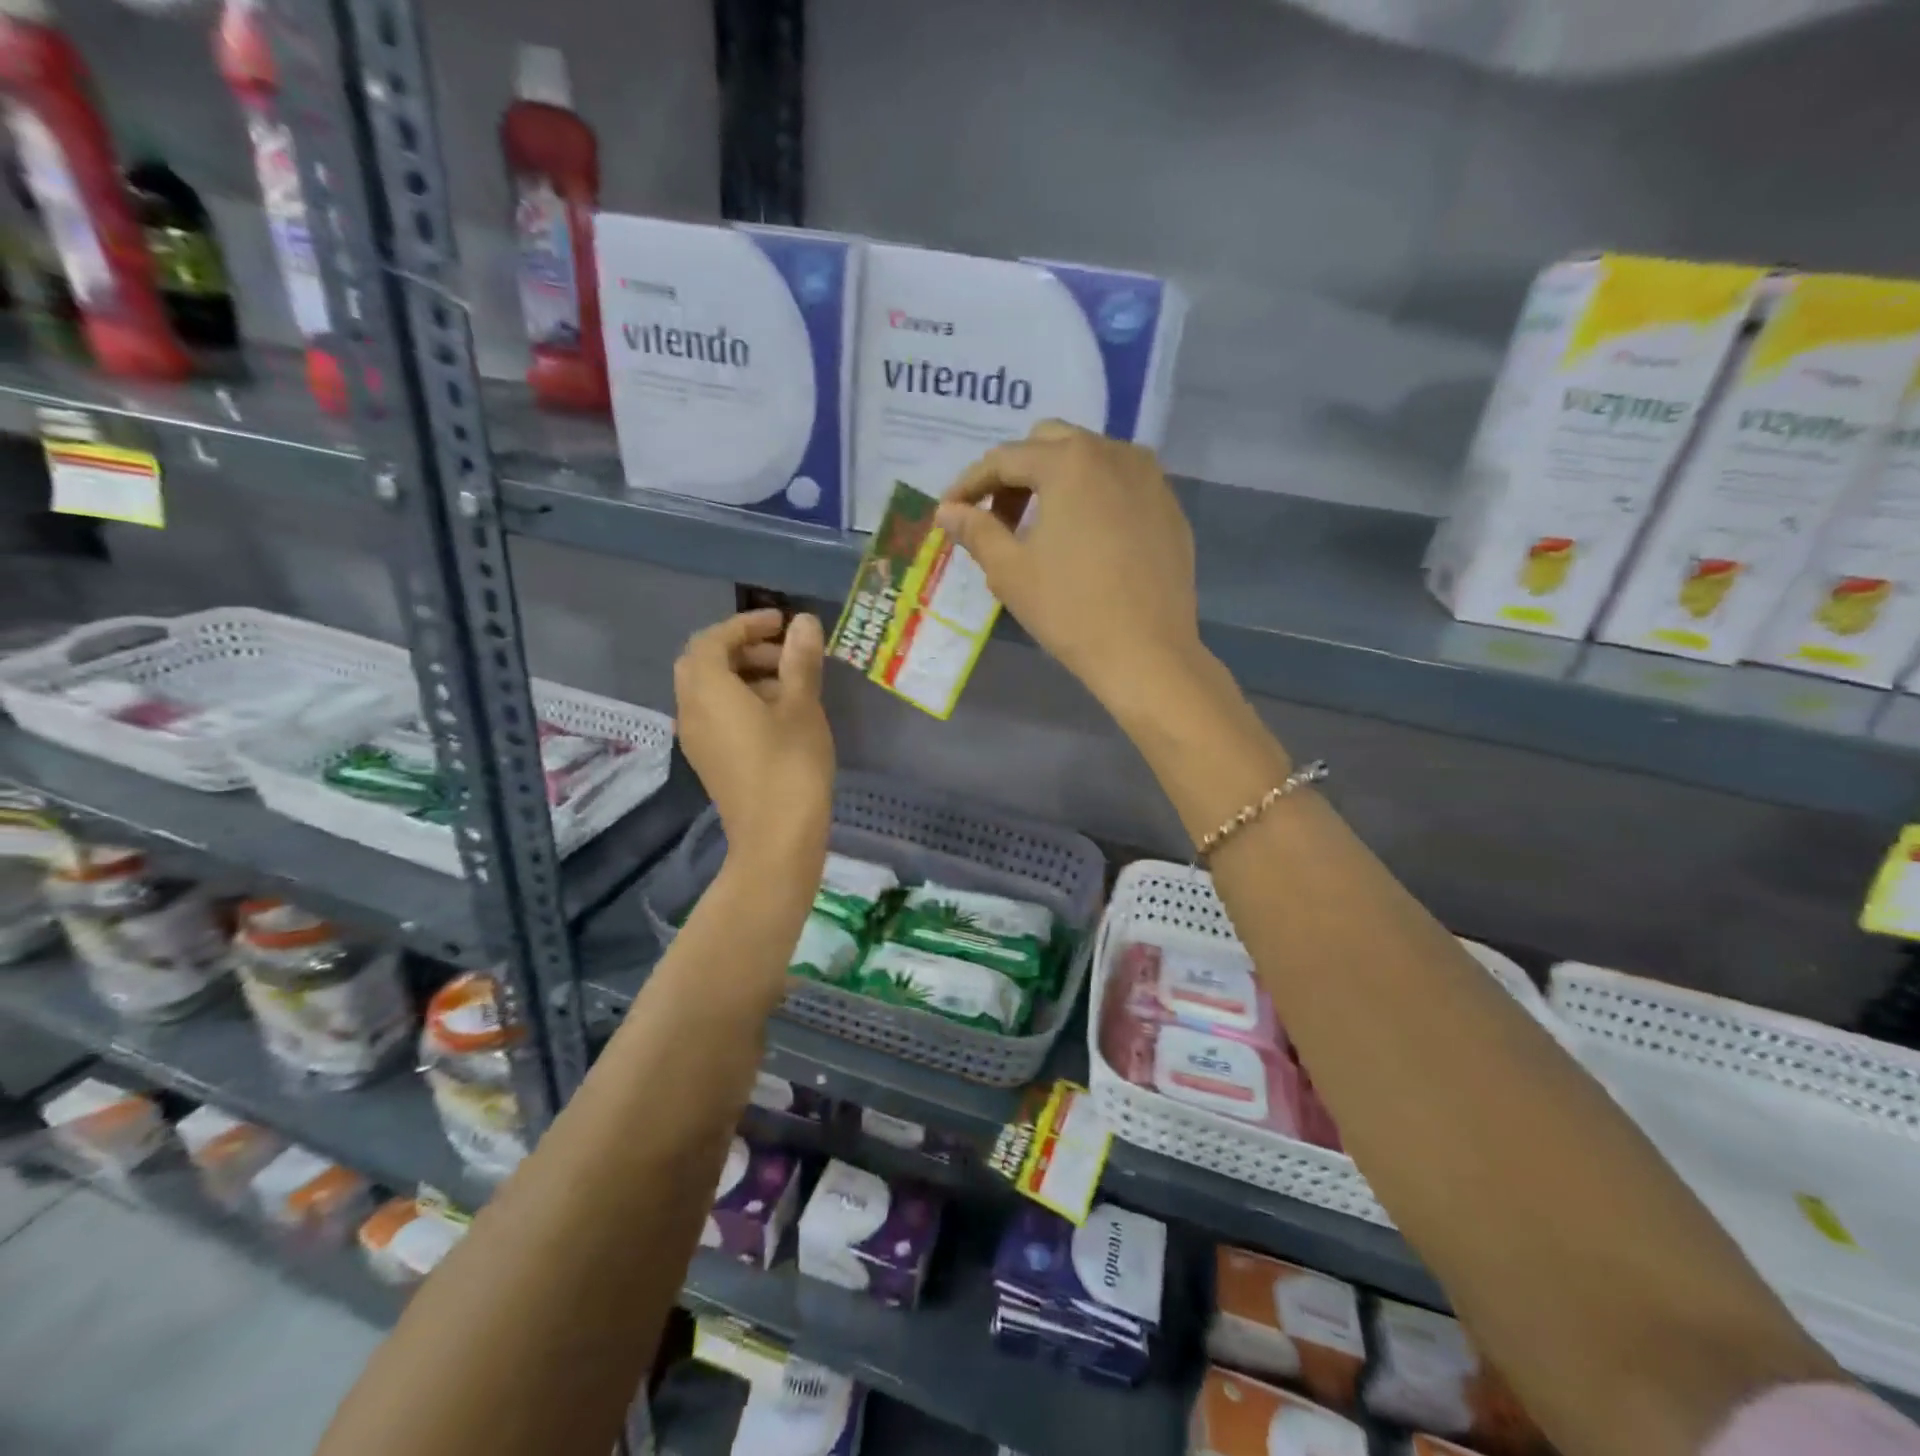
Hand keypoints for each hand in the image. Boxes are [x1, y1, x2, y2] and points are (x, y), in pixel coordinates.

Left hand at [674, 609, 833, 879]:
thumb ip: (800, 660)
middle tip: (784, 653)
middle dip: (743, 649)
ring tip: (790, 684)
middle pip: (704, 662)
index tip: (782, 623)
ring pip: (709, 690)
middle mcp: (691, 709)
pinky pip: (715, 714)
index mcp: (708, 689)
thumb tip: (803, 622)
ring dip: (744, 675)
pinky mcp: (708, 759)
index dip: (746, 624)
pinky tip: (778, 715)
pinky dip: (739, 700)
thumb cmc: (791, 765)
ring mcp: (696, 738)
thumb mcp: (802, 706)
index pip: (714, 639)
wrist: (776, 838)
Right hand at [936, 420, 1205, 715]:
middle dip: (1015, 474)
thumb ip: (975, 530)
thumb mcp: (1010, 571)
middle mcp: (1114, 453)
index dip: (969, 484)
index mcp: (1070, 462)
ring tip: (1038, 529)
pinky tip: (1083, 540)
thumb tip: (947, 510)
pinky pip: (1120, 485)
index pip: (1005, 459)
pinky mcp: (1169, 507)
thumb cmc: (1070, 610)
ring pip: (1089, 459)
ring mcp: (1150, 478)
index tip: (949, 511)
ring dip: (1054, 481)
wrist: (1147, 653)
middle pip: (1049, 444)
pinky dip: (1092, 498)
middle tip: (996, 519)